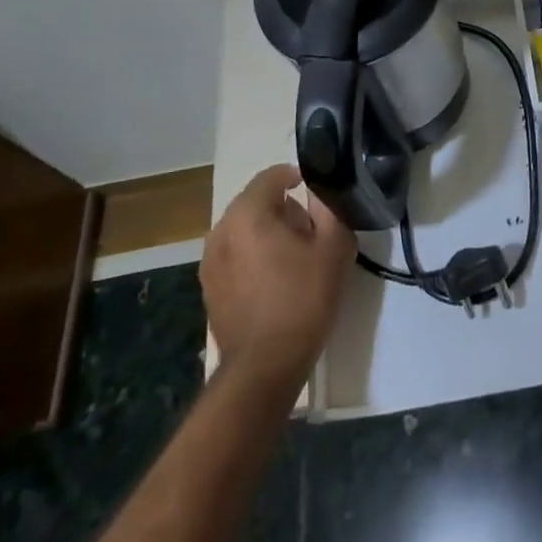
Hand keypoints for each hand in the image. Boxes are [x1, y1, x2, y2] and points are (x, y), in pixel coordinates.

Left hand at [202, 164, 355, 391]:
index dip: (295, 177)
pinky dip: (252, 255)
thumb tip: (318, 190)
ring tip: (292, 257)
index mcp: (248, 214)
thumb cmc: (303, 299)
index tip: (316, 195)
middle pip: (255, 201)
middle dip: (282, 208)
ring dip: (266, 232)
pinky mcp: (207, 286)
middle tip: (310, 232)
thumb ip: (328, 207)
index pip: (271, 176)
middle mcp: (221, 230)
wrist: (265, 365)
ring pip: (243, 228)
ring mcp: (209, 260)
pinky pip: (234, 253)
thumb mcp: (334, 246)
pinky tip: (273, 280)